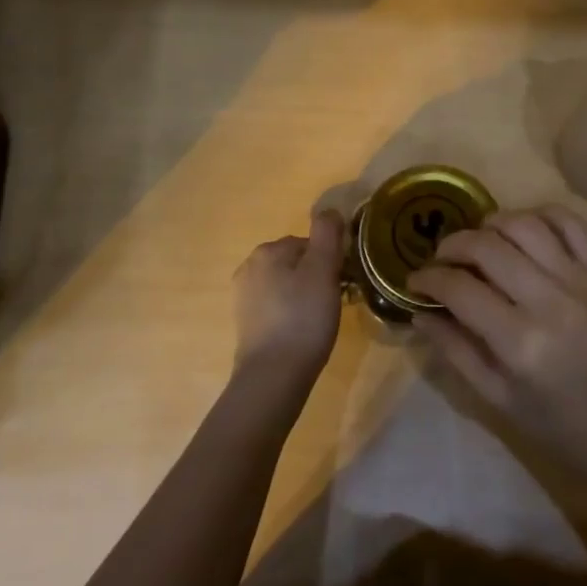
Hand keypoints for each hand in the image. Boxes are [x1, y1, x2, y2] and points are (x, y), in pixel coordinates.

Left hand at [232, 210, 346, 395]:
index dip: (330, 261)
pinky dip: (291, 314)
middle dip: (316, 277)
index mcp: (267, 251)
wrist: (274, 375)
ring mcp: (244, 297)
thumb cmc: (303, 318)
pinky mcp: (245, 324)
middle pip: (296, 263)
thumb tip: (329, 210)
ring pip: (286, 285)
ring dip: (305, 296)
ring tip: (320, 320)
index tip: (342, 282)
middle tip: (334, 302)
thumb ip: (327, 234)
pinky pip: (277, 307)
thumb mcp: (323, 270)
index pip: (309, 243)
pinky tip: (303, 332)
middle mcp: (249, 267)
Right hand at [409, 207, 586, 484]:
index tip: (415, 281)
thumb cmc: (558, 424)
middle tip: (441, 258)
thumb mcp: (496, 398)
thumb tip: (419, 311)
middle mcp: (551, 302)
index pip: (460, 288)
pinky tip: (522, 231)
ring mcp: (583, 281)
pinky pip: (569, 222)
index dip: (428, 278)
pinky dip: (539, 216)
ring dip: (490, 224)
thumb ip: (455, 350)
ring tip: (478, 241)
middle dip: (452, 245)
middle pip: (487, 247)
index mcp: (521, 343)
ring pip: (525, 224)